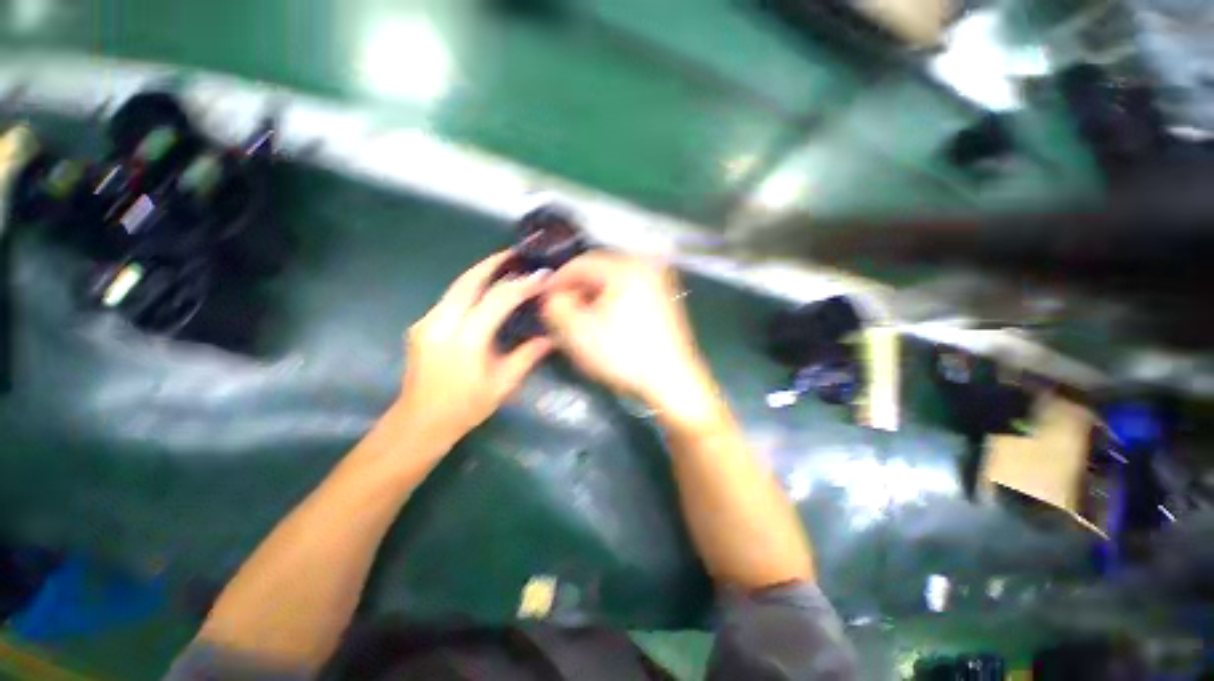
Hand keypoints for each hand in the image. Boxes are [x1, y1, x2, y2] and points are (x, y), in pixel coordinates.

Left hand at [396, 251, 552, 446]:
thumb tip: (552, 338)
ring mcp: (427, 322)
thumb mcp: (503, 384)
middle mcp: (441, 324)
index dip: (521, 285)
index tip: (542, 275)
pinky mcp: (422, 324)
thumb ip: (527, 356)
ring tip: (505, 267)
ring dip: (481, 273)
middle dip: (493, 263)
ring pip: (457, 286)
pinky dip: (471, 288)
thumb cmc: (465, 407)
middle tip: (516, 253)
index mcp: (465, 340)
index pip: (497, 300)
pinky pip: (451, 298)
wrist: (419, 422)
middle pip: (468, 281)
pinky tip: (486, 291)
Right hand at [541, 253, 719, 424]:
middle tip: (561, 310)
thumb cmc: (623, 354)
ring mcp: (658, 283)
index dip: (558, 279)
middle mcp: (645, 267)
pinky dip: (611, 302)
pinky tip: (604, 321)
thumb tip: (555, 296)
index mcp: (625, 268)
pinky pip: (628, 292)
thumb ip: (557, 306)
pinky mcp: (664, 299)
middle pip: (599, 270)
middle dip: (577, 289)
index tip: (544, 297)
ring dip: (593, 297)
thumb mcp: (579, 331)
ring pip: (613, 283)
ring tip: (580, 318)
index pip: (582, 263)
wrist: (671, 380)